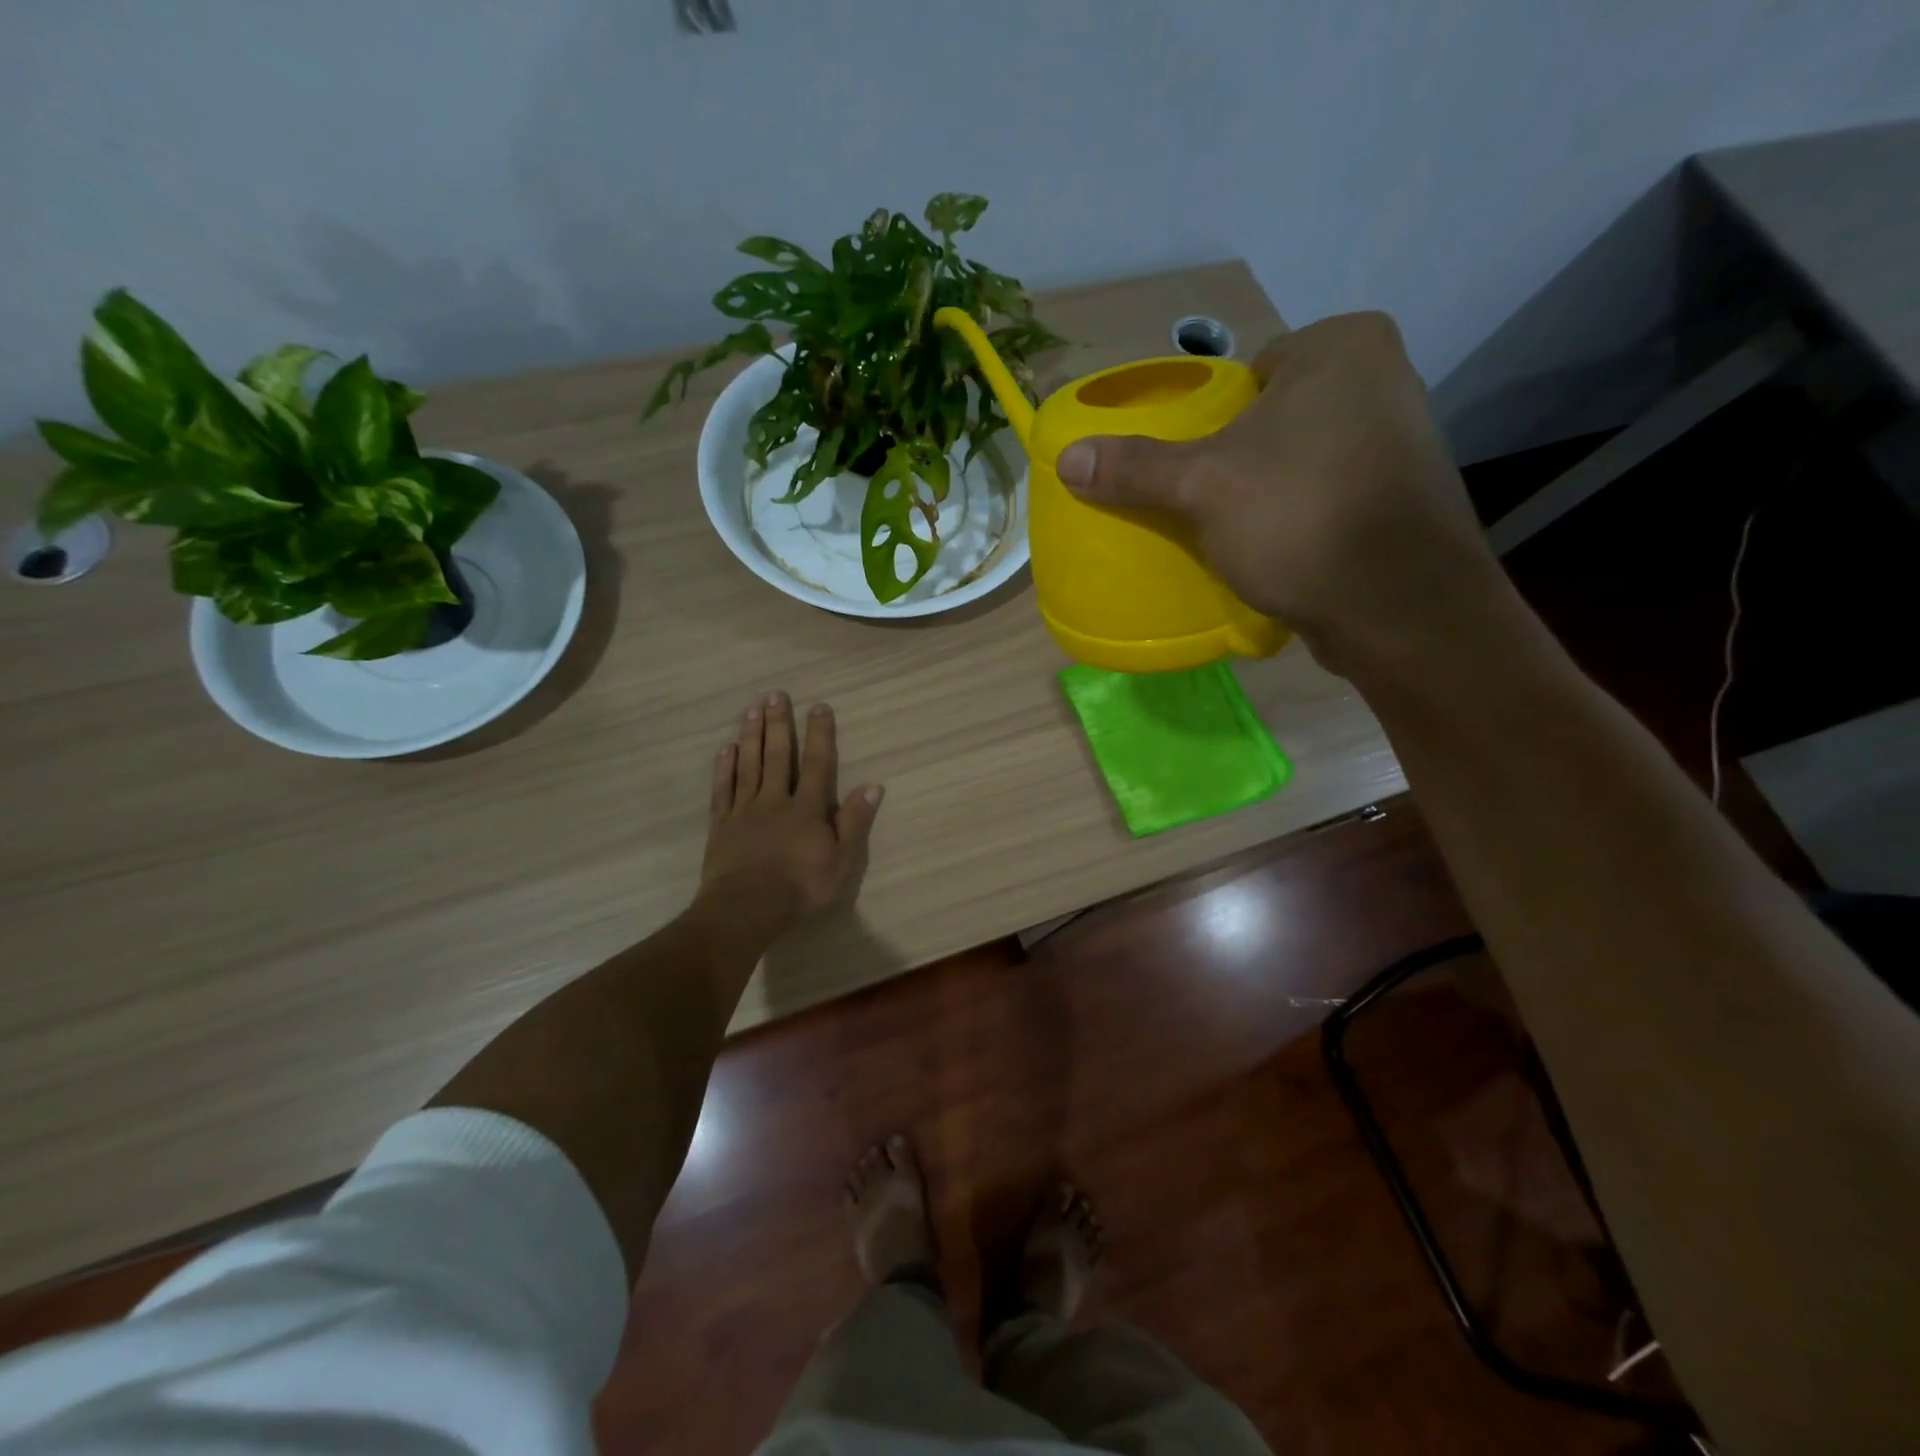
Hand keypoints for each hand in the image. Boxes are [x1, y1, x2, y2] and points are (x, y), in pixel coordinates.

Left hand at [699, 690, 883, 928]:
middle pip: (777, 756)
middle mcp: (775, 801)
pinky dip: (724, 768)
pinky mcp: (721, 826)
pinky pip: (723, 790)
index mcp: (806, 809)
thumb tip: (873, 786)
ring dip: (751, 736)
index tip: (819, 706)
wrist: (746, 909)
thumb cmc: (800, 888)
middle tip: (775, 694)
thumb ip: (855, 822)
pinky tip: (725, 749)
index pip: (816, 763)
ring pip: (748, 765)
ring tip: (751, 709)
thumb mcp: (842, 861)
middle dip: (778, 724)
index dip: (819, 734)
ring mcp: (745, 811)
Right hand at [1055, 312, 1498, 672]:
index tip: (1188, 465)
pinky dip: (1296, 516)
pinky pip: (1324, 493)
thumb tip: (1067, 459)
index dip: (1208, 420)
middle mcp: (1382, 377)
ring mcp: (1400, 439)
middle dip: (1235, 457)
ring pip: (1298, 458)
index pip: (1247, 373)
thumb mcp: (1202, 488)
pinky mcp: (1401, 496)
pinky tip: (1272, 549)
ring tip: (1228, 529)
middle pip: (1271, 416)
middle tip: (1198, 501)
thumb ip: (1135, 468)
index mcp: (1342, 346)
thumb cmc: (1299, 519)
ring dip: (1265, 490)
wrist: (1398, 608)